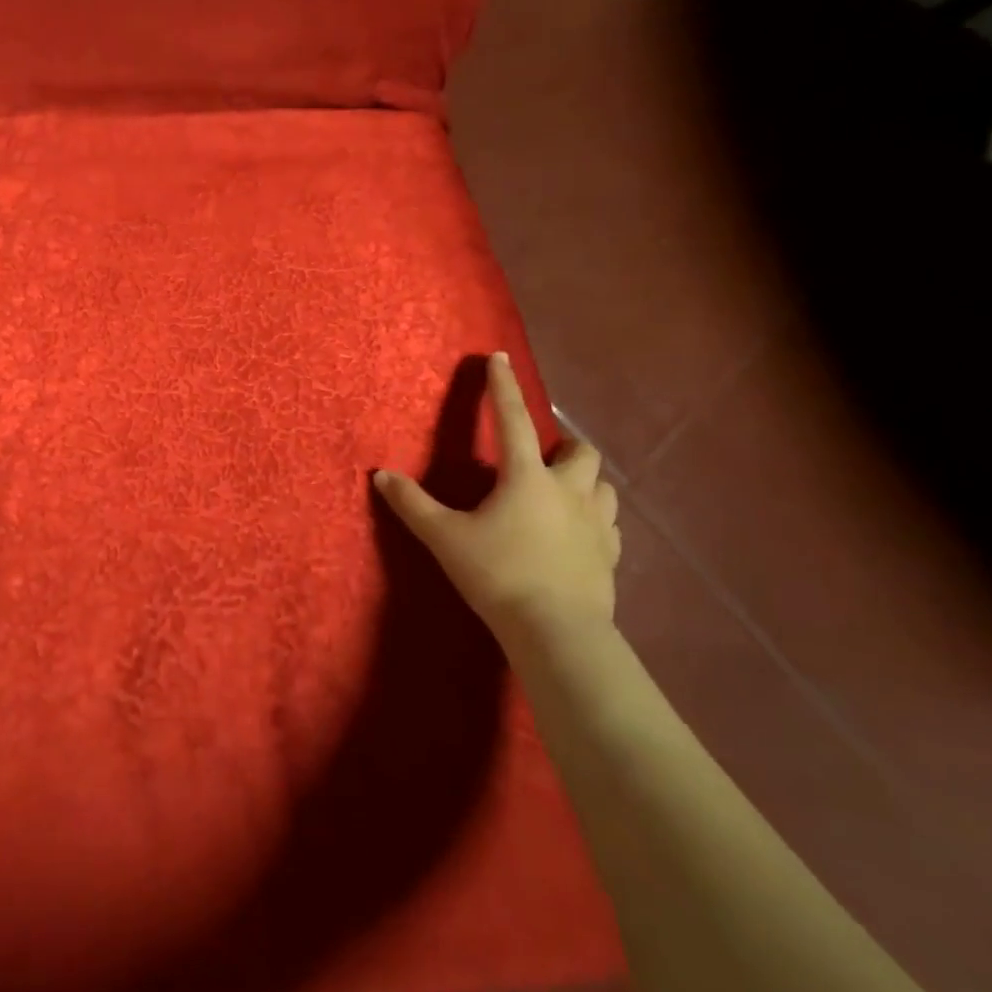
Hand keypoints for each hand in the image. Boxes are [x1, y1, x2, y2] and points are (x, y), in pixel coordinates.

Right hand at [375, 351, 619, 644]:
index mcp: (526, 478)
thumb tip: (380, 475)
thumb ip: (413, 505)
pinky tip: (580, 533)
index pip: (512, 419)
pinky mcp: (611, 556)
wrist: (557, 633)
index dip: (503, 387)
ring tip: (565, 490)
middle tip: (543, 453)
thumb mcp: (445, 538)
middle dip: (563, 444)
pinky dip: (596, 517)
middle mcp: (568, 491)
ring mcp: (596, 524)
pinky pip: (610, 524)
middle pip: (579, 450)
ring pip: (604, 485)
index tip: (499, 358)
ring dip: (585, 480)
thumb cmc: (499, 576)